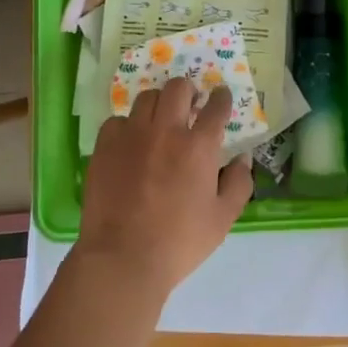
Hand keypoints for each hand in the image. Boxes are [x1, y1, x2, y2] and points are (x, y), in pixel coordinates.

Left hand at [78, 79, 253, 302]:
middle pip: (178, 88)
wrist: (123, 258)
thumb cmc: (179, 242)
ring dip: (159, 104)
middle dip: (188, 91)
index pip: (216, 107)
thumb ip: (238, 184)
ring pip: (147, 98)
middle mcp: (166, 131)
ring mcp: (132, 135)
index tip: (221, 97)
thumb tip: (242, 159)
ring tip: (160, 120)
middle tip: (190, 105)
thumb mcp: (222, 219)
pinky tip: (130, 142)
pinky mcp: (105, 146)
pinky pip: (117, 121)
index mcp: (199, 147)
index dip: (221, 98)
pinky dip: (128, 126)